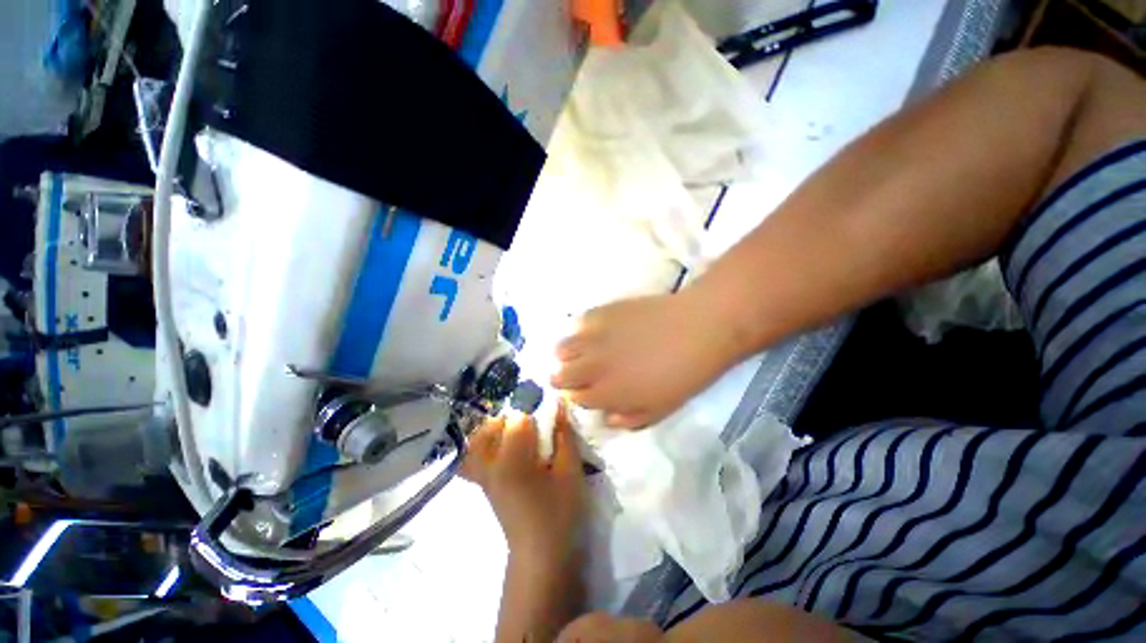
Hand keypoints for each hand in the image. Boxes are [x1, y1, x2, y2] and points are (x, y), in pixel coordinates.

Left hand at [461, 404, 585, 567]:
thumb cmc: (560, 512)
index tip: (547, 413)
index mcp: (512, 461)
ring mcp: (483, 477)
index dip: (534, 412)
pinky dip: (482, 447)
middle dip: (513, 418)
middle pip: (492, 426)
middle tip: (533, 424)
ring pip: (477, 441)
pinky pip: (472, 459)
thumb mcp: (570, 471)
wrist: (541, 555)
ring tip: (516, 433)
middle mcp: (490, 465)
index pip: (517, 420)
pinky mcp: (483, 486)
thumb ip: (564, 436)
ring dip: (496, 430)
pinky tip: (502, 449)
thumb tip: (560, 404)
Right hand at [551, 292, 739, 428]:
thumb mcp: (661, 409)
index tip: (587, 393)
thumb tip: (607, 418)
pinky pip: (578, 323)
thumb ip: (630, 418)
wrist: (698, 328)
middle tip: (579, 374)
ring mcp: (594, 337)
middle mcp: (592, 367)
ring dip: (567, 355)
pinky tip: (594, 330)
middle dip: (564, 378)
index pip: (576, 399)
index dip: (580, 397)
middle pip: (559, 376)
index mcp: (606, 393)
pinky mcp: (601, 313)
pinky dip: (581, 330)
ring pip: (561, 349)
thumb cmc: (684, 374)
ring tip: (580, 352)